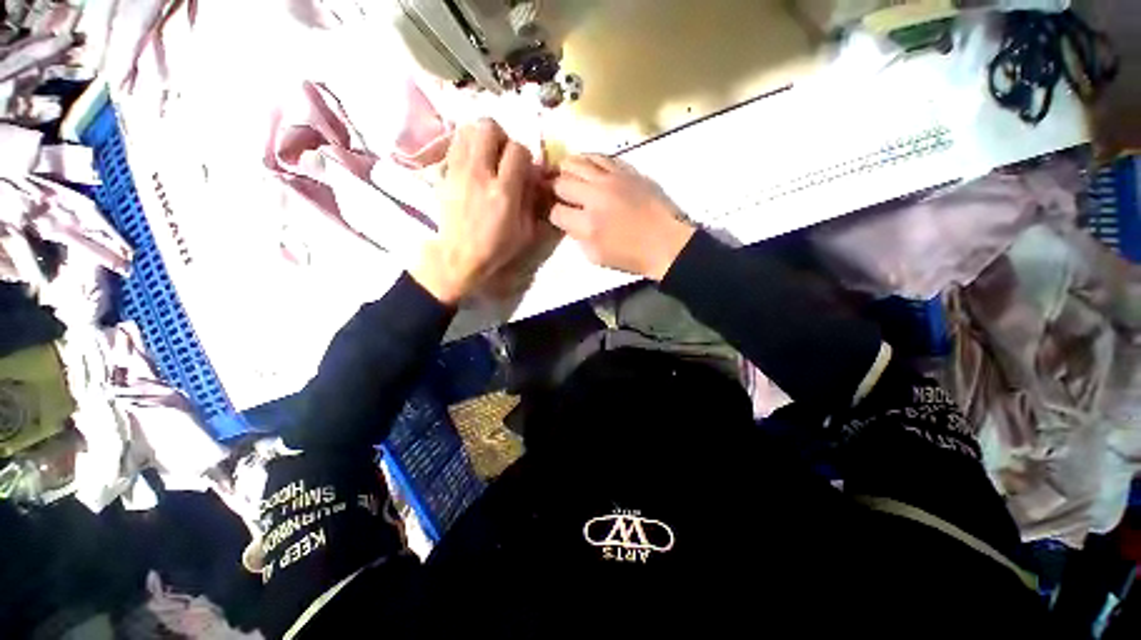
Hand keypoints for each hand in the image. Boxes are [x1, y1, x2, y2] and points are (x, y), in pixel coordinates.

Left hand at [411, 119, 539, 304]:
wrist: (459, 256)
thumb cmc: (496, 248)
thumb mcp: (526, 231)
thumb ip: (531, 200)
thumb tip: (532, 176)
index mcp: (504, 192)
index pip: (517, 150)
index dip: (524, 156)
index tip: (523, 170)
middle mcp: (479, 174)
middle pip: (489, 128)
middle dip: (501, 138)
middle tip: (503, 156)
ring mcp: (458, 171)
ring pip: (468, 129)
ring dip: (481, 138)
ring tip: (487, 156)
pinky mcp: (444, 173)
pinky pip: (455, 143)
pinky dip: (466, 146)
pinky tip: (472, 163)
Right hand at [550, 155, 694, 279]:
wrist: (666, 243)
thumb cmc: (631, 256)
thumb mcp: (596, 257)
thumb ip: (577, 237)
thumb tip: (569, 221)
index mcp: (588, 224)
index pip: (555, 211)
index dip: (550, 213)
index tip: (553, 214)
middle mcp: (595, 197)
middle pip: (560, 182)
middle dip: (553, 189)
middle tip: (554, 193)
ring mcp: (611, 179)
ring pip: (576, 161)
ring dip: (566, 170)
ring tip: (566, 177)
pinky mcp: (626, 170)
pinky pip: (599, 156)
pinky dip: (587, 161)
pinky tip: (586, 168)